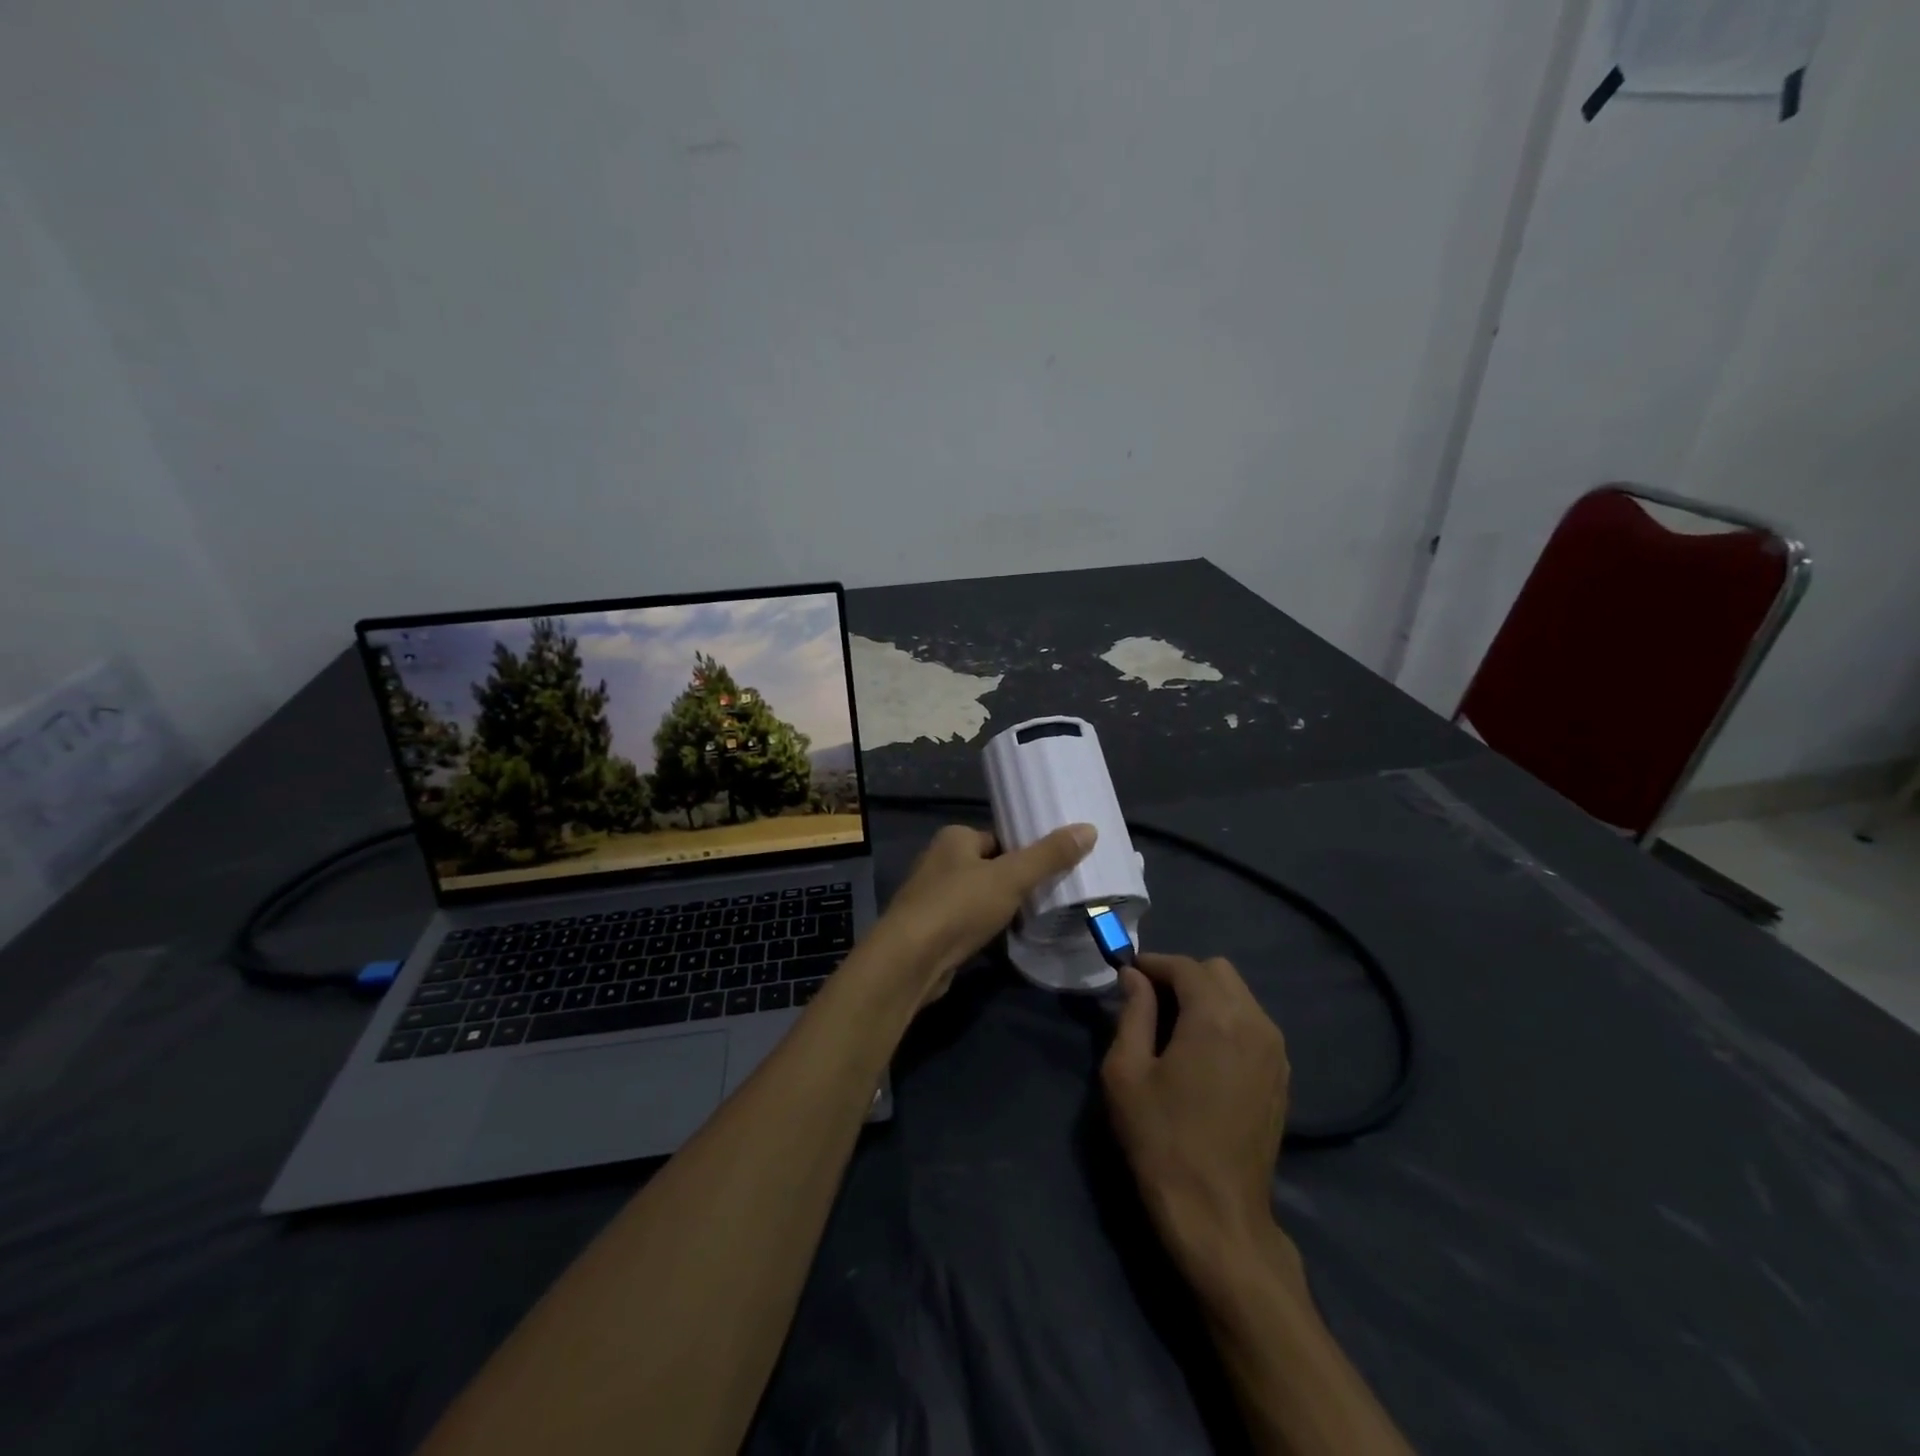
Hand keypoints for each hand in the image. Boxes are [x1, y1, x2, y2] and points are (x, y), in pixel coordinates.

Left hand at [869, 823, 1095, 1004]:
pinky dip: (987, 929)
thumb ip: (1049, 855)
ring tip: (1038, 918)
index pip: (999, 838)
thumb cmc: (959, 906)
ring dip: (1002, 907)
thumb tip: (1089, 828)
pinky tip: (1008, 940)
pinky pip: (969, 922)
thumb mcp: (1011, 877)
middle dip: (1016, 881)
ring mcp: (933, 897)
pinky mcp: (932, 929)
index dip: (1026, 851)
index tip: (1055, 866)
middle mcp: (939, 861)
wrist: (911, 960)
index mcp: (954, 838)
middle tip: (1053, 894)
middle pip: (990, 867)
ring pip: (980, 897)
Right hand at [1102, 953, 1290, 1286]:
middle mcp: (1255, 1022)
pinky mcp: (1282, 1075)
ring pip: (1239, 995)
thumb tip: (1134, 977)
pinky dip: (1226, 1020)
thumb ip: (1132, 1012)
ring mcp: (1275, 1050)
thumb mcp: (1127, 1072)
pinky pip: (1253, 1024)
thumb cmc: (1162, 1139)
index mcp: (1215, 1017)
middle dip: (1182, 977)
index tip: (1127, 975)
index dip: (1152, 964)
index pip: (1184, 966)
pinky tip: (1202, 1054)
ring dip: (1205, 998)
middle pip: (1217, 971)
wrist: (1217, 1215)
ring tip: (1174, 1029)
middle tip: (1150, 1004)